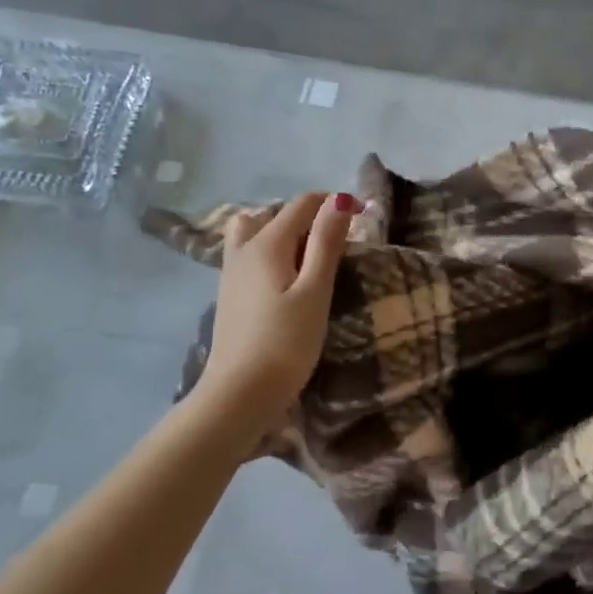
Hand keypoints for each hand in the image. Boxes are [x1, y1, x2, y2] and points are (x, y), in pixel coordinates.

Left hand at [195, 191, 357, 434]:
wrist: (240, 393)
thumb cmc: (286, 343)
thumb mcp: (315, 291)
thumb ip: (326, 243)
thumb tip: (339, 200)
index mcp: (268, 243)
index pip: (304, 203)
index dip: (335, 203)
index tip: (363, 219)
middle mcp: (244, 248)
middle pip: (278, 213)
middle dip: (311, 216)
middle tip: (339, 245)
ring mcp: (232, 270)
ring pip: (256, 230)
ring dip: (284, 232)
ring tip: (307, 256)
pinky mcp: (229, 291)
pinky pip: (248, 251)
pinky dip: (269, 250)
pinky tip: (284, 277)